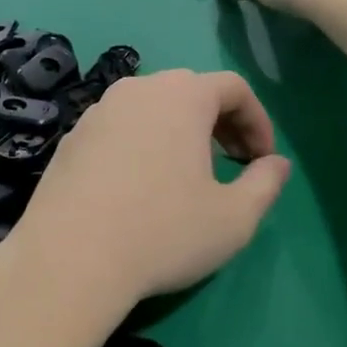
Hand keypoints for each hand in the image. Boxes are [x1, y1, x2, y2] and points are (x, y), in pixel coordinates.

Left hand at [1, 70, 289, 315]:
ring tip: (188, 174)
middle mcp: (138, 89)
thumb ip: (265, 184)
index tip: (263, 160)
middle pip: (191, 91)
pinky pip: (120, 127)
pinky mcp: (71, 137)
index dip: (258, 120)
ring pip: (152, 108)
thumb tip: (277, 164)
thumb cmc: (163, 232)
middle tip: (233, 163)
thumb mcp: (233, 218)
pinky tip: (140, 186)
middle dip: (221, 123)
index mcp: (182, 95)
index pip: (234, 87)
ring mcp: (98, 111)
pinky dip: (143, 143)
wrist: (69, 258)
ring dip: (180, 131)